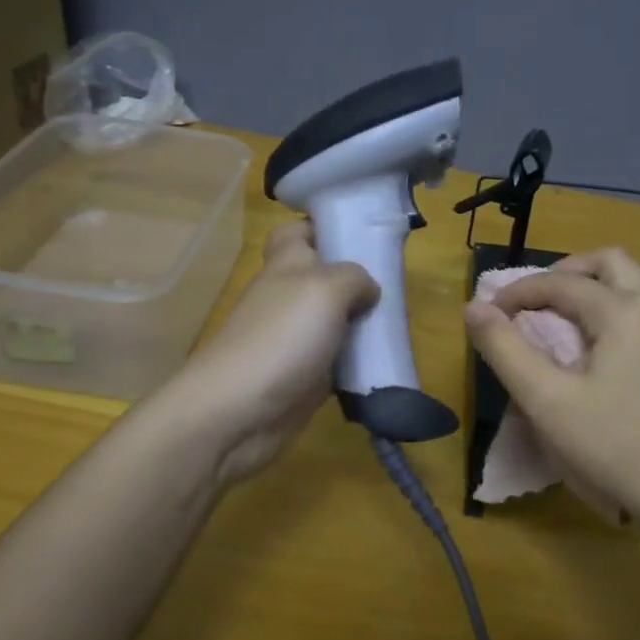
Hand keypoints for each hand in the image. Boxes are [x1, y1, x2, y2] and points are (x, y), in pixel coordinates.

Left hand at [155, 221, 377, 486]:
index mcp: (287, 266)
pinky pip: (339, 362)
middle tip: (397, 283)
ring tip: (402, 324)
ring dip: (364, 324)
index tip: (360, 234)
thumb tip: (367, 291)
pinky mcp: (305, 377)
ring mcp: (296, 340)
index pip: (297, 232)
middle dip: (358, 279)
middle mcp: (289, 298)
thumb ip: (354, 278)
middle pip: (325, 278)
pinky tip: (385, 364)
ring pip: (336, 322)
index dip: (323, 226)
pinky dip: (359, 364)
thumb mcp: (325, 289)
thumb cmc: (280, 337)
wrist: (238, 412)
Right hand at [464, 248, 639, 534]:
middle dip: (567, 272)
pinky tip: (619, 347)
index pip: (560, 283)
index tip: (491, 314)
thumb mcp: (547, 401)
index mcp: (623, 311)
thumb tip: (474, 308)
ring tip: (577, 317)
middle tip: (539, 301)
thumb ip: (505, 350)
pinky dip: (630, 307)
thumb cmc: (615, 447)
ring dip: (603, 285)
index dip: (518, 292)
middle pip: (610, 262)